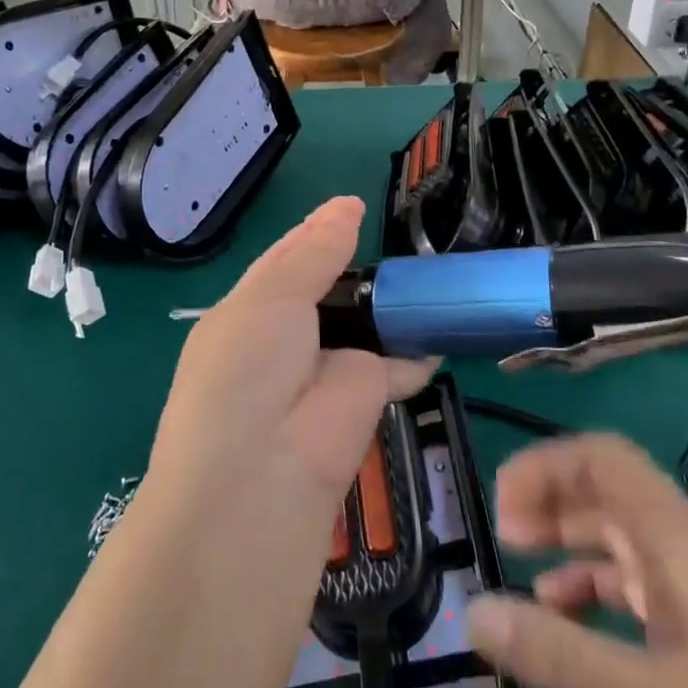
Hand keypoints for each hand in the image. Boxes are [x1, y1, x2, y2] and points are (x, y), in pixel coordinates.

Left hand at [150, 197, 437, 514]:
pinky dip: (418, 348)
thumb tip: (347, 206)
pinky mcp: (364, 401)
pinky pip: (396, 364)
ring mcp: (324, 372)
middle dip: (358, 266)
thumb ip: (315, 253)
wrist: (260, 480)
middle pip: (326, 291)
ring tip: (427, 269)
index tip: (353, 206)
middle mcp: (282, 340)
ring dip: (389, 304)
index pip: (285, 262)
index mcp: (246, 313)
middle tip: (399, 237)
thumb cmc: (248, 371)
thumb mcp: (272, 298)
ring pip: (363, 326)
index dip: (316, 233)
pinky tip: (442, 325)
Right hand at [466, 435, 687, 687]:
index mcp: (683, 540)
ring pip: (628, 546)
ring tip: (529, 589)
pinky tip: (583, 637)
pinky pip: (650, 595)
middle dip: (552, 506)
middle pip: (612, 496)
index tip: (501, 513)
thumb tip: (473, 611)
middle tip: (504, 543)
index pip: (603, 458)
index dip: (545, 466)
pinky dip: (604, 599)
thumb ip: (559, 656)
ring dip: (574, 553)